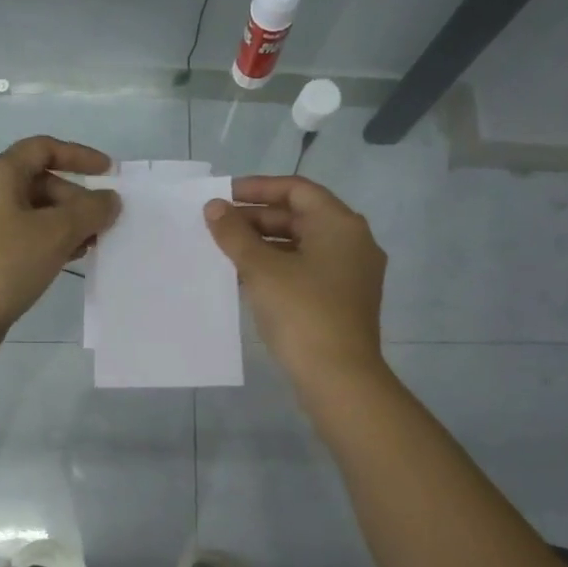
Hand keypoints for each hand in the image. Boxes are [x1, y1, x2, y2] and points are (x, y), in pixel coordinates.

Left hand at [0, 136, 119, 357]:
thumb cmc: (5, 264)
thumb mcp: (56, 233)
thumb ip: (90, 210)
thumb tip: (109, 199)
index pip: (43, 148)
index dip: (79, 155)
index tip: (109, 173)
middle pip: (38, 181)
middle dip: (75, 198)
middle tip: (102, 224)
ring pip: (30, 212)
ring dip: (64, 223)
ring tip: (91, 245)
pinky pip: (19, 235)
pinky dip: (45, 241)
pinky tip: (65, 260)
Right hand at [204, 175, 387, 381]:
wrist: (339, 378)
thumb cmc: (302, 313)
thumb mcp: (262, 269)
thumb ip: (235, 234)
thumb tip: (214, 207)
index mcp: (340, 225)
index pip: (297, 190)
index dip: (258, 188)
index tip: (224, 195)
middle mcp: (352, 242)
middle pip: (300, 216)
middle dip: (257, 218)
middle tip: (219, 225)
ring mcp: (351, 273)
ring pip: (302, 245)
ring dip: (264, 244)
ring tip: (226, 250)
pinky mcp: (343, 300)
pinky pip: (307, 269)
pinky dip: (278, 267)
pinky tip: (246, 277)